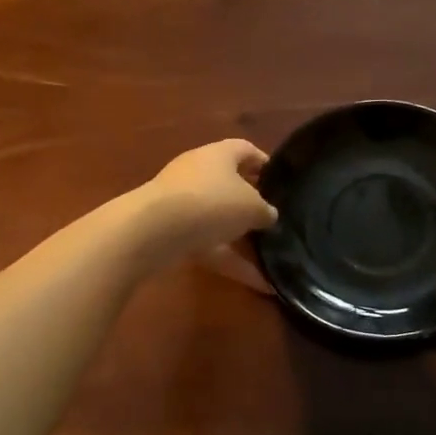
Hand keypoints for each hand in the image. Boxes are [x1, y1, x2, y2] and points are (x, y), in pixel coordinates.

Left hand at [139, 138, 277, 265]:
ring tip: (272, 256)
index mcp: (219, 154)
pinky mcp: (173, 232)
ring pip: (219, 219)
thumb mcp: (252, 207)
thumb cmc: (211, 203)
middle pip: (230, 185)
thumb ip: (265, 210)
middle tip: (275, 220)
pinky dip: (231, 262)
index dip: (264, 163)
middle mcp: (198, 173)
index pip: (245, 150)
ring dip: (241, 237)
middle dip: (251, 204)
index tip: (281, 182)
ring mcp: (182, 203)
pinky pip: (209, 246)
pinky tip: (259, 284)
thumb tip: (268, 215)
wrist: (154, 231)